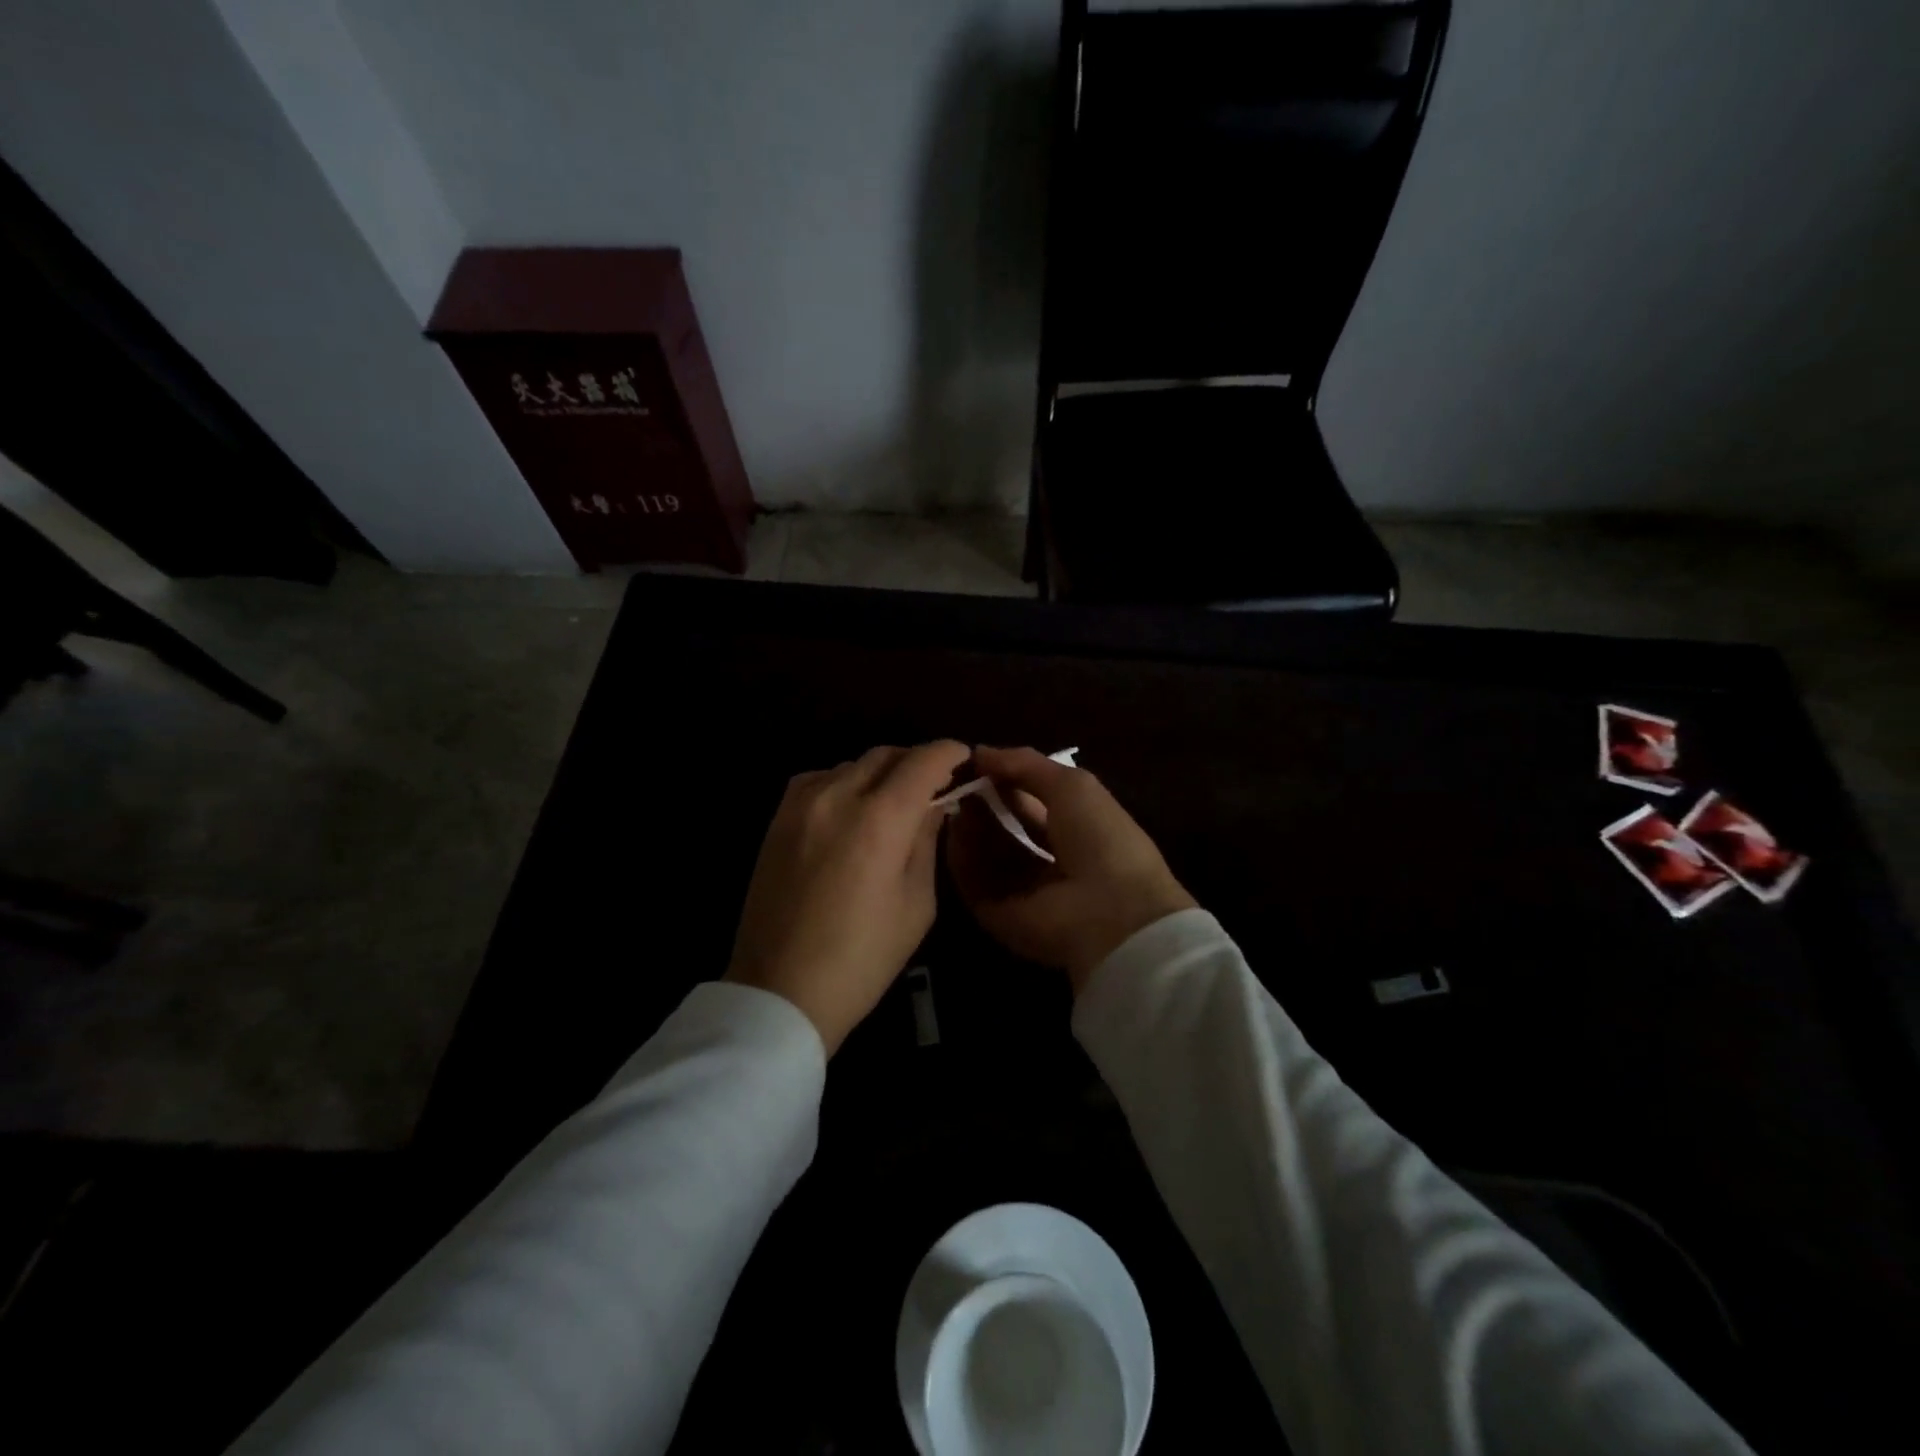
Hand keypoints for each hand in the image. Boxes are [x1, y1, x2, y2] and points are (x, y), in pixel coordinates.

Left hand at [725, 741, 970, 1052]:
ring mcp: (801, 805)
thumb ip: (926, 842)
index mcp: (880, 820)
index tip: (964, 757)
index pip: (923, 762)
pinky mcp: (777, 819)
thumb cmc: (863, 958)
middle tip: (935, 781)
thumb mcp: (916, 904)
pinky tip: (851, 808)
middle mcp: (838, 797)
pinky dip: (844, 782)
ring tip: (894, 798)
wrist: (781, 991)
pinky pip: (819, 780)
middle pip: (886, 755)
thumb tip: (934, 806)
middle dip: (917, 761)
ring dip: (880, 772)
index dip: (949, 752)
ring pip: (852, 764)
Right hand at [947, 746, 1196, 993]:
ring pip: (987, 855)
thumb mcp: (1071, 785)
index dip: (1007, 781)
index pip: (1034, 804)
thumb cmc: (1100, 838)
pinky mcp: (1000, 917)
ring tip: (953, 798)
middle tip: (958, 779)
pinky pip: (974, 882)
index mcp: (1078, 833)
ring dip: (970, 826)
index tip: (976, 762)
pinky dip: (962, 856)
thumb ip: (1025, 764)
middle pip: (1007, 831)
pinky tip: (954, 828)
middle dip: (984, 803)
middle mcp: (1051, 864)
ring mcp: (1024, 894)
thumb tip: (980, 752)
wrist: (1110, 911)